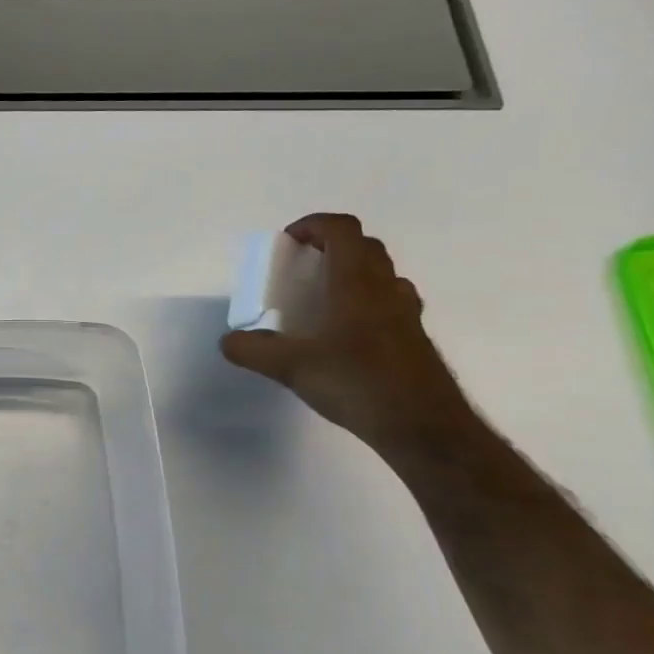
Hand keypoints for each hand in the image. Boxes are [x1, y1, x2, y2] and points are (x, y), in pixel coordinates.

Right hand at [220, 213, 476, 455]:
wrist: (424, 428)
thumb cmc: (359, 384)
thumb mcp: (292, 368)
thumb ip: (254, 350)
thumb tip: (229, 341)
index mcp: (356, 285)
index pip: (342, 230)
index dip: (313, 225)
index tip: (288, 243)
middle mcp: (385, 290)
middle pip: (364, 246)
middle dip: (330, 246)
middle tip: (301, 269)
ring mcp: (406, 314)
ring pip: (382, 273)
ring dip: (352, 272)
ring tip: (322, 299)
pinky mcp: (414, 339)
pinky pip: (390, 302)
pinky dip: (367, 301)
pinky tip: (346, 333)